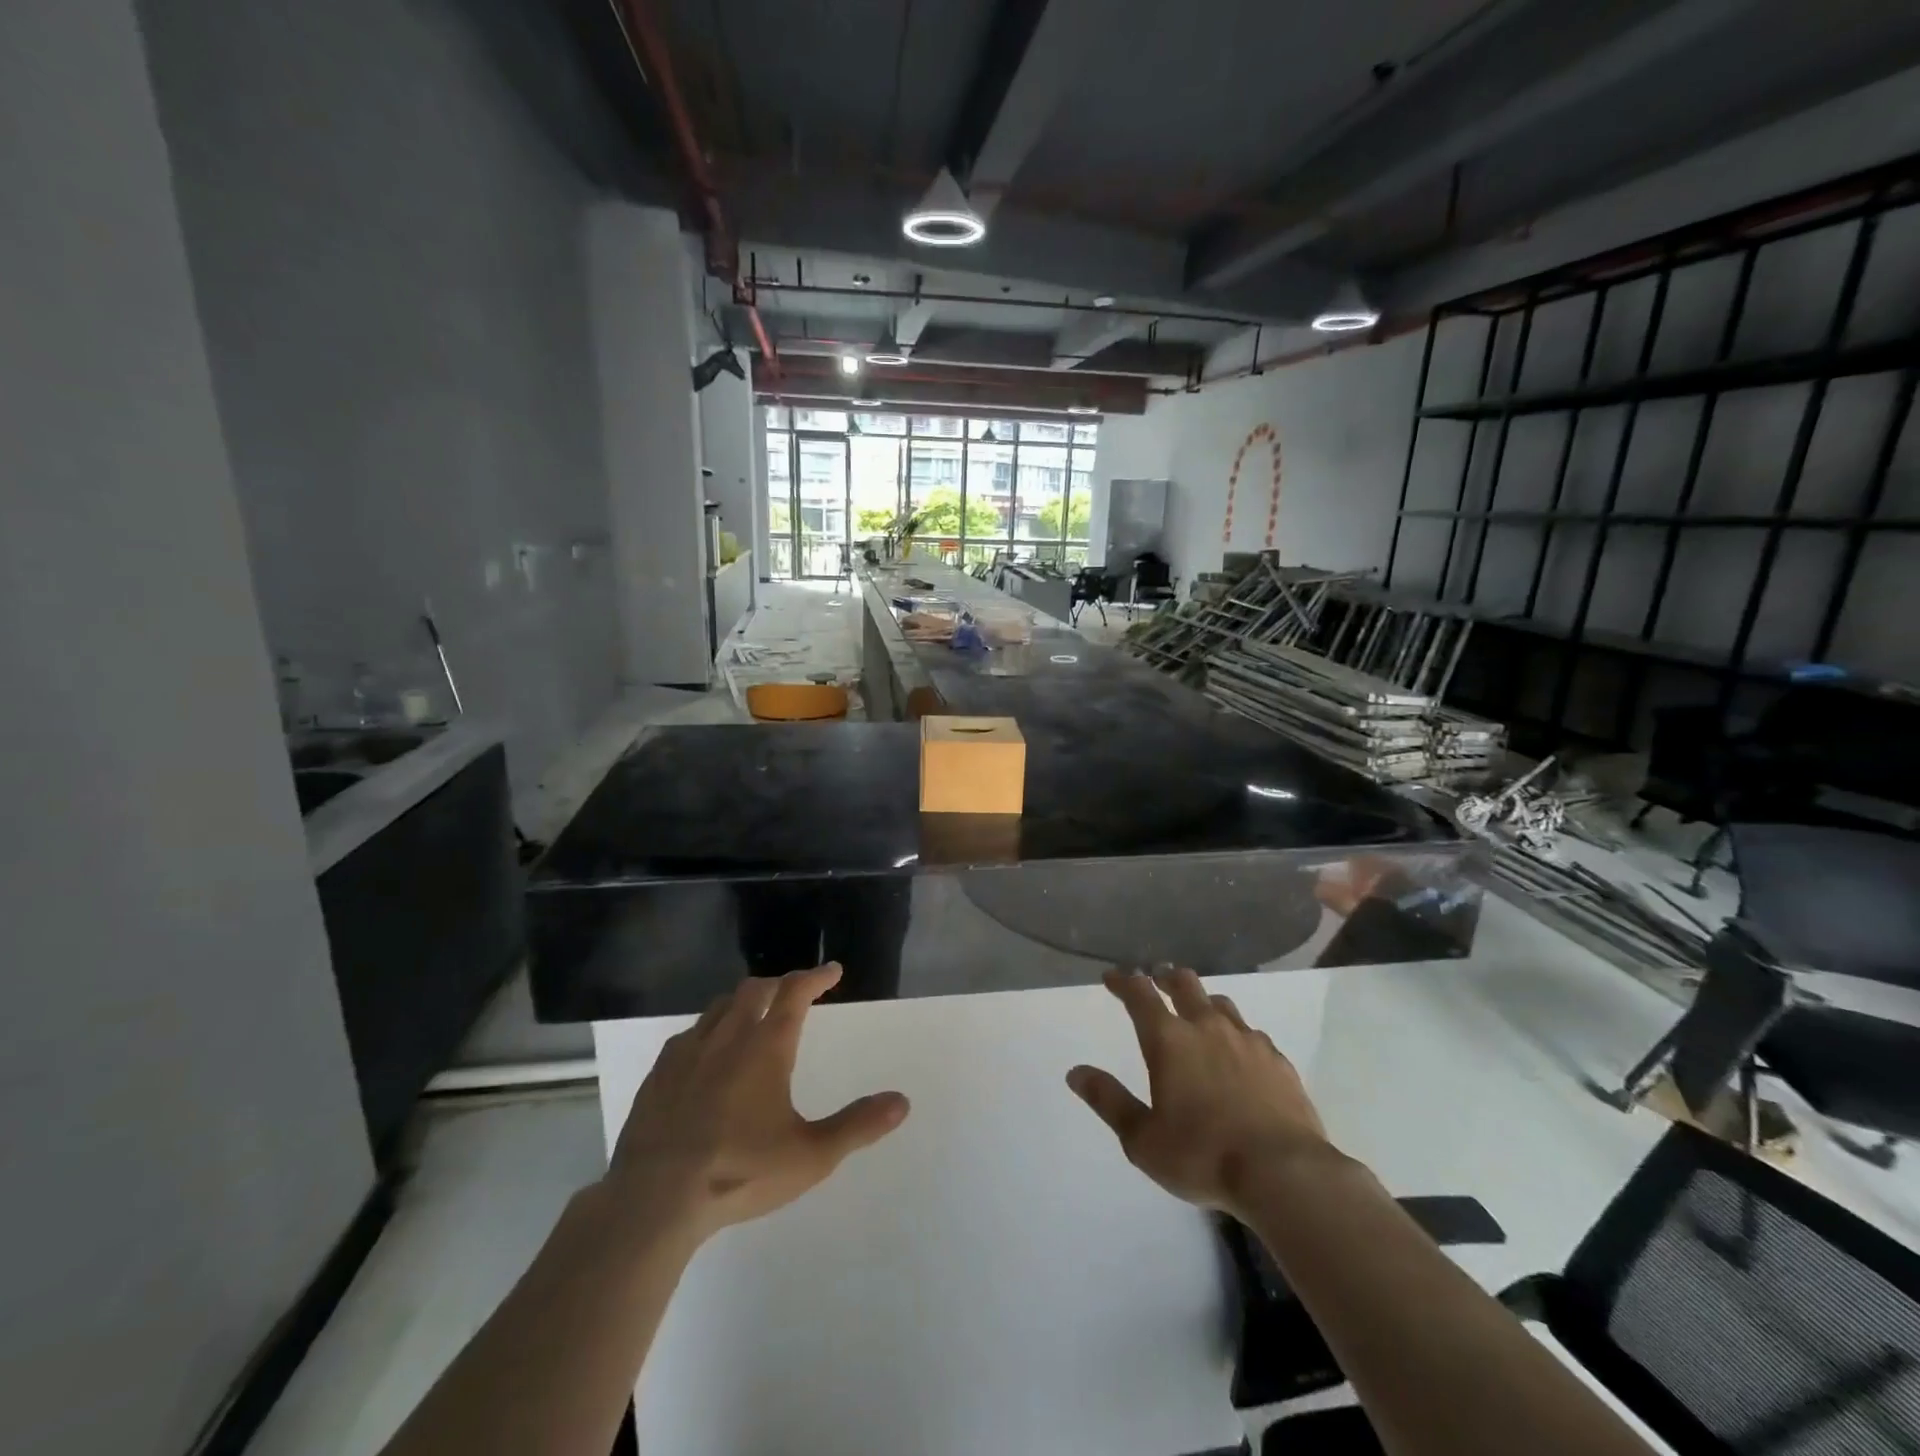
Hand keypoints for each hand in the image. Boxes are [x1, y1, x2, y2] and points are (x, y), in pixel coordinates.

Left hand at [606, 964, 909, 1242]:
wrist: (654, 1200)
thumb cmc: (739, 1172)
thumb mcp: (810, 1156)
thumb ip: (857, 1125)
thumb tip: (902, 1102)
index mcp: (766, 1047)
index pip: (796, 992)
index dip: (817, 977)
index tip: (832, 971)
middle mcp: (728, 1037)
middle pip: (755, 989)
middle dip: (779, 984)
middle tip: (794, 992)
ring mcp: (688, 1052)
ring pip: (720, 1006)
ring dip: (743, 1002)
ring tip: (754, 1016)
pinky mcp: (659, 1074)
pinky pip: (690, 1034)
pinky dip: (710, 1029)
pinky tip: (708, 1054)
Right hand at [1067, 968, 1340, 1218]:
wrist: (1285, 1174)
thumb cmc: (1203, 1156)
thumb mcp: (1142, 1139)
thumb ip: (1109, 1101)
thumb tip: (1075, 1072)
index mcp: (1169, 1040)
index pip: (1139, 994)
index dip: (1123, 981)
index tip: (1112, 977)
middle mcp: (1206, 1027)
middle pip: (1184, 983)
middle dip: (1165, 977)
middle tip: (1156, 980)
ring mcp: (1247, 1040)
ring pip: (1220, 1003)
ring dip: (1202, 1001)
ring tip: (1197, 1013)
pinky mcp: (1278, 1060)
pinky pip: (1251, 1032)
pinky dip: (1236, 1033)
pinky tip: (1238, 1052)